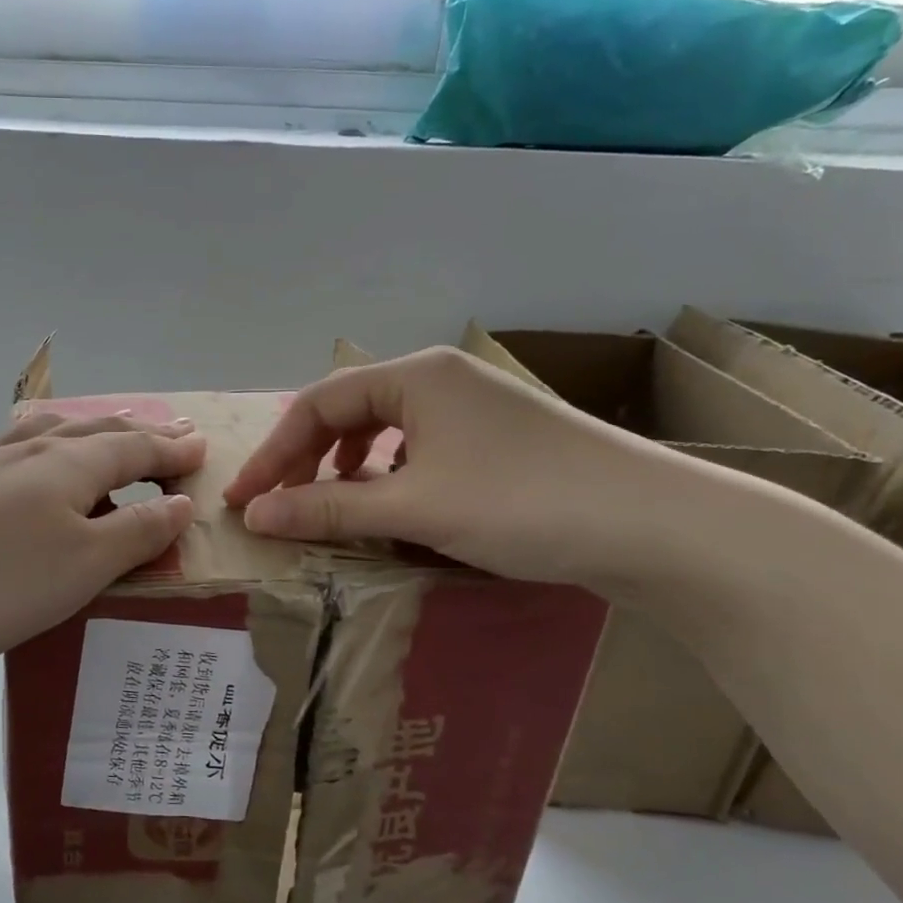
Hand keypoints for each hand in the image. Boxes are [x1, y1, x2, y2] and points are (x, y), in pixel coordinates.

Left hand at [0, 411, 206, 684]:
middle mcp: (29, 453)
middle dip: (139, 434)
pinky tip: (33, 465)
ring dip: (92, 434)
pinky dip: (47, 450)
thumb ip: (136, 532)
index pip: (136, 448)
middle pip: (97, 432)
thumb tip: (180, 502)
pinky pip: (19, 453)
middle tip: (170, 434)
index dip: (172, 450)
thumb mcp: (81, 566)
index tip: (202, 448)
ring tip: (109, 436)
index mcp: (69, 465)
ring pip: (52, 435)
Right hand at [223, 346, 674, 585]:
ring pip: (384, 428)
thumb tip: (255, 516)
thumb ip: (327, 508)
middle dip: (305, 458)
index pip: (317, 404)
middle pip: (348, 410)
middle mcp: (440, 378)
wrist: (658, 526)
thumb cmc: (522, 503)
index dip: (273, 454)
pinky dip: (389, 474)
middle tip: (277, 504)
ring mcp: (474, 407)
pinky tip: (392, 503)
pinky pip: (420, 447)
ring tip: (328, 502)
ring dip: (345, 466)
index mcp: (415, 375)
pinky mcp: (499, 439)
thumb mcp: (413, 507)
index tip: (243, 500)